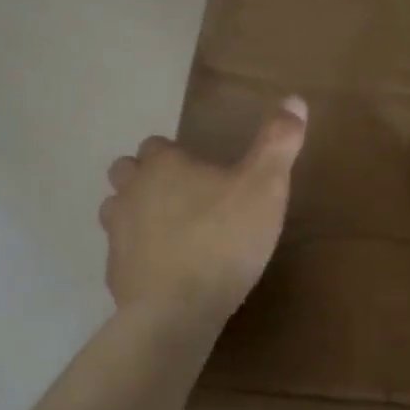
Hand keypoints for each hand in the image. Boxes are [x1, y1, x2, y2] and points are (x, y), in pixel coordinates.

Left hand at [100, 97, 307, 323]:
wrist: (177, 310)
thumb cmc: (224, 240)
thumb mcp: (265, 187)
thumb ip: (278, 143)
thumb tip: (294, 99)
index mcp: (163, 165)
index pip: (157, 144)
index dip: (177, 155)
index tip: (204, 172)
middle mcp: (131, 191)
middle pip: (127, 172)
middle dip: (148, 178)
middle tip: (186, 198)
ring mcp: (117, 233)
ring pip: (118, 210)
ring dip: (138, 214)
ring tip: (173, 231)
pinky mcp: (115, 271)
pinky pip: (124, 252)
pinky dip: (140, 255)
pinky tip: (167, 270)